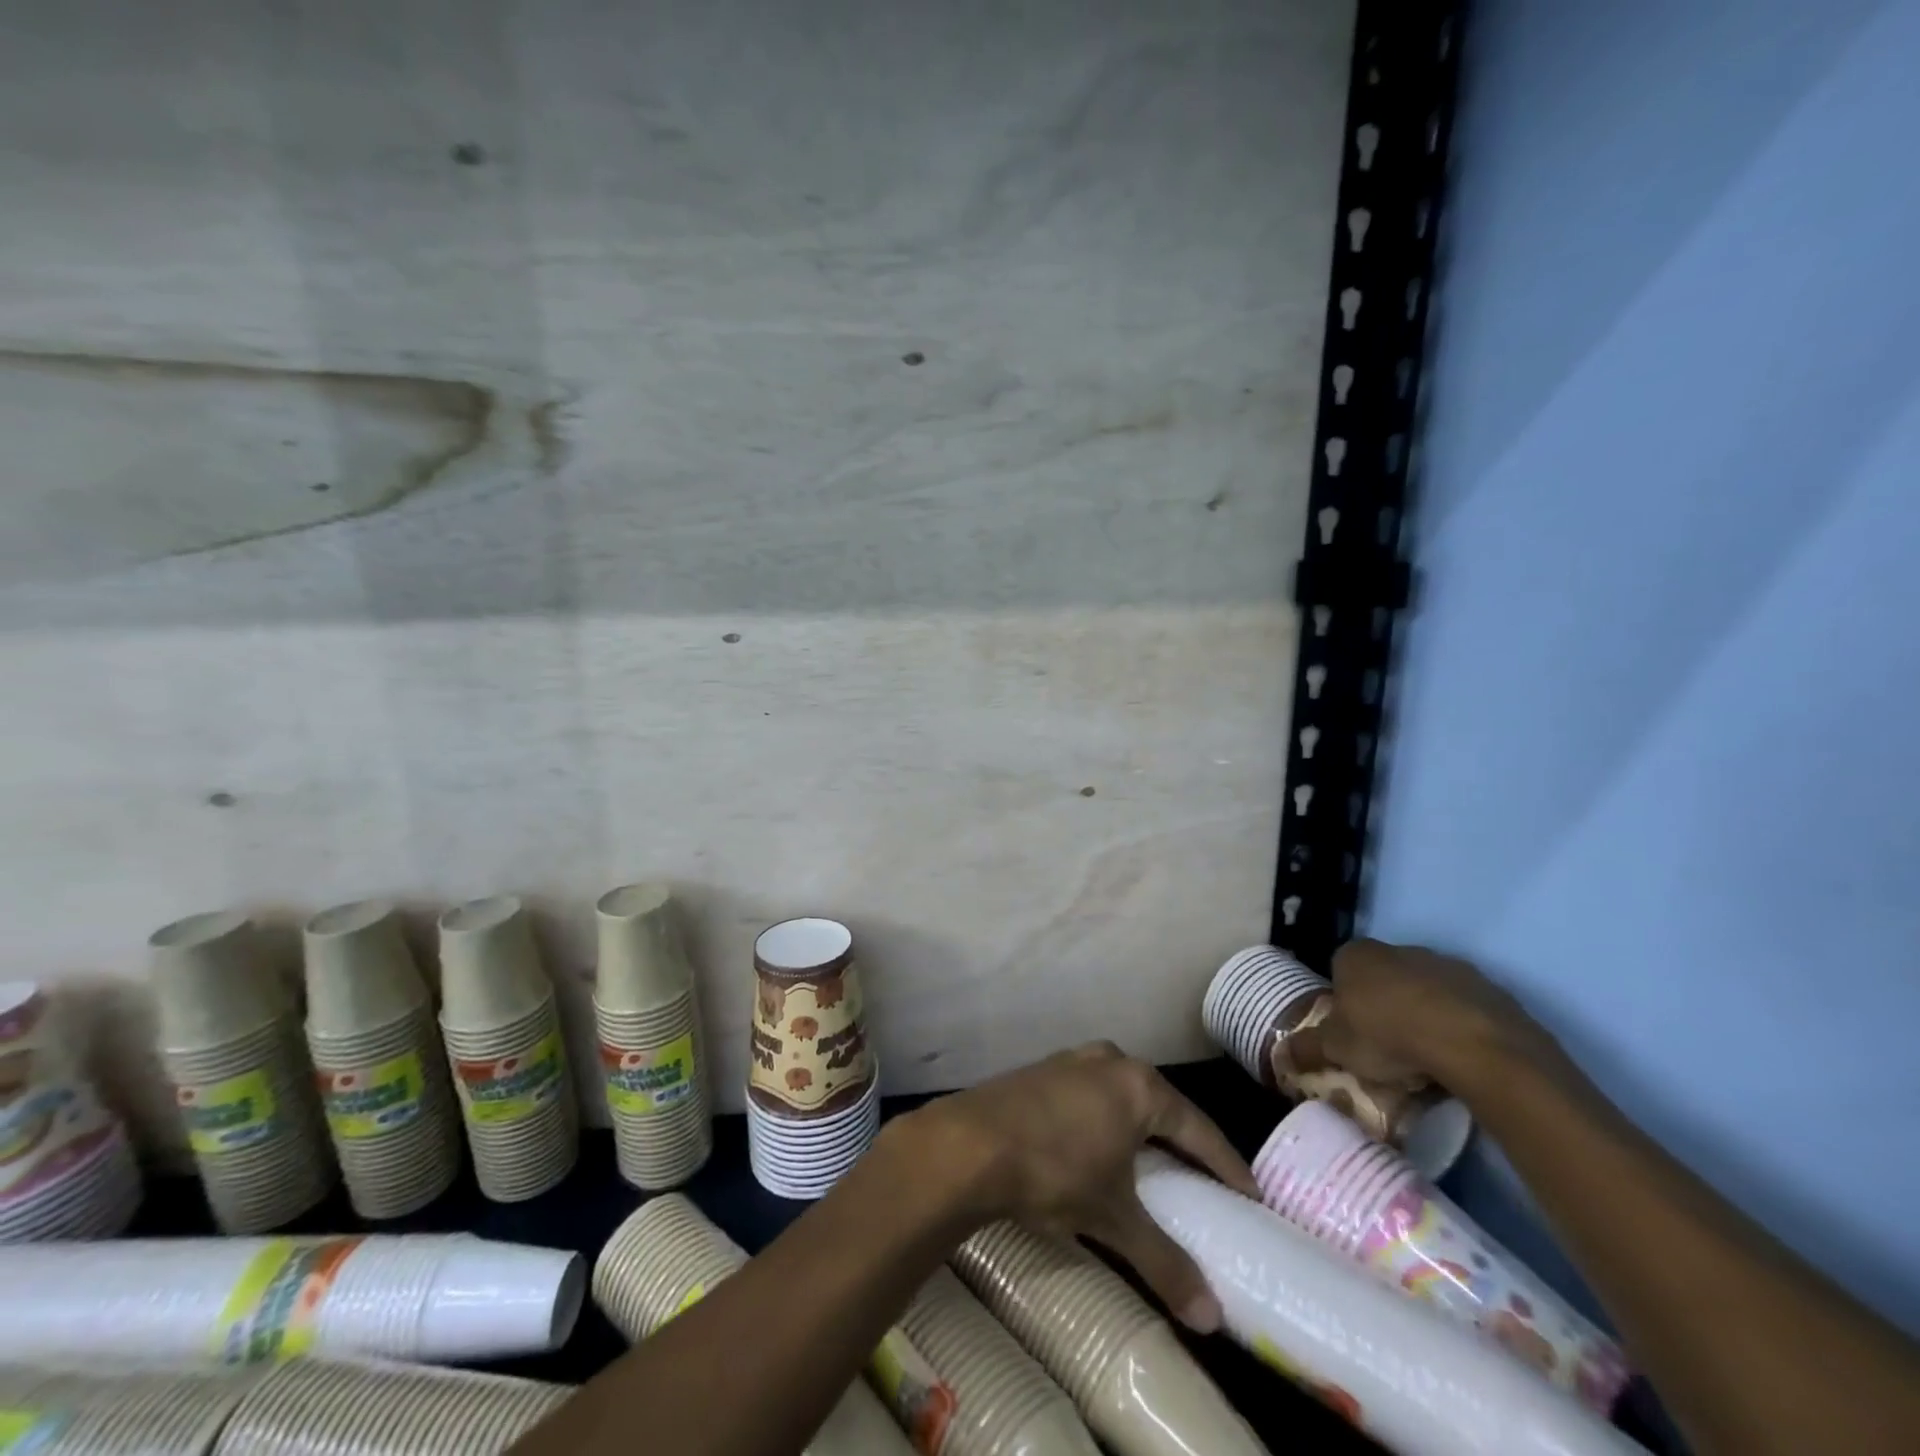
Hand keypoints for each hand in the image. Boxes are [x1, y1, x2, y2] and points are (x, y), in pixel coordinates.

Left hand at [895, 1043, 1256, 1332]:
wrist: (968, 1144)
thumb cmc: (1053, 1171)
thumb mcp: (1112, 1219)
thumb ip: (1164, 1262)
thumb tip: (1211, 1318)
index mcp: (1139, 1086)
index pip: (1198, 1128)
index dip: (1226, 1164)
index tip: (1250, 1195)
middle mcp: (1109, 1060)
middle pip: (1160, 1105)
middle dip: (1182, 1141)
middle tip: (1203, 1181)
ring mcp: (1071, 1059)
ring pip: (1121, 1095)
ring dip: (1140, 1127)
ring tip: (1153, 1164)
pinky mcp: (1040, 1069)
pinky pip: (1089, 1094)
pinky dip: (1105, 1120)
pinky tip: (1099, 1145)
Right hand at [1283, 939, 1560, 1091]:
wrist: (1475, 1045)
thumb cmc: (1388, 1036)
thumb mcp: (1336, 1048)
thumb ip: (1307, 1048)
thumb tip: (1280, 1054)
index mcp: (1357, 954)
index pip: (1339, 969)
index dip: (1342, 1001)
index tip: (1349, 1032)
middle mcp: (1399, 948)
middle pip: (1383, 978)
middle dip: (1382, 1007)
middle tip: (1384, 1049)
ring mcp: (1447, 965)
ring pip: (1424, 992)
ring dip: (1422, 1016)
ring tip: (1424, 1060)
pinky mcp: (1489, 988)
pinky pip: (1463, 1008)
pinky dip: (1457, 1027)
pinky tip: (1457, 1058)